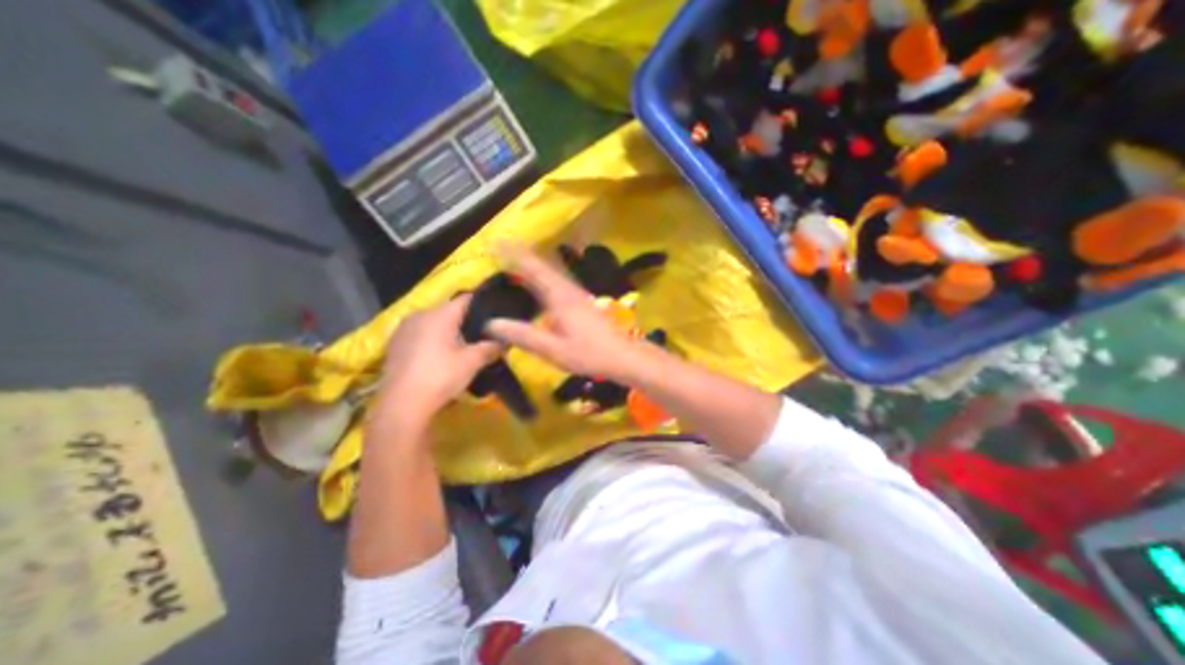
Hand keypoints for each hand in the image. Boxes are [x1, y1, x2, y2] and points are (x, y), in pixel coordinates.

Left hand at [370, 295, 497, 430]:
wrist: (401, 405)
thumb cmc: (440, 377)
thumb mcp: (472, 362)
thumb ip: (491, 347)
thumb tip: (506, 340)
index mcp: (439, 314)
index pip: (466, 299)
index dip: (483, 305)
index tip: (496, 314)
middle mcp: (420, 314)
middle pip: (450, 310)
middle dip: (467, 320)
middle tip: (483, 333)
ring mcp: (403, 328)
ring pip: (434, 321)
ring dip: (449, 329)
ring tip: (464, 344)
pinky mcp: (395, 343)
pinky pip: (421, 332)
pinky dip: (433, 338)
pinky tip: (441, 354)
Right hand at [483, 245, 644, 381]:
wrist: (624, 356)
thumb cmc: (590, 354)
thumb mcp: (553, 350)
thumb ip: (523, 335)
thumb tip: (492, 323)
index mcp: (560, 297)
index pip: (533, 269)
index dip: (513, 255)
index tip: (495, 243)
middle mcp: (568, 289)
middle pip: (543, 265)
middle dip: (522, 254)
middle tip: (501, 247)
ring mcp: (578, 294)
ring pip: (552, 271)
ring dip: (534, 262)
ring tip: (516, 259)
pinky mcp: (583, 301)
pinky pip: (558, 280)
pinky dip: (544, 274)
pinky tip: (541, 282)